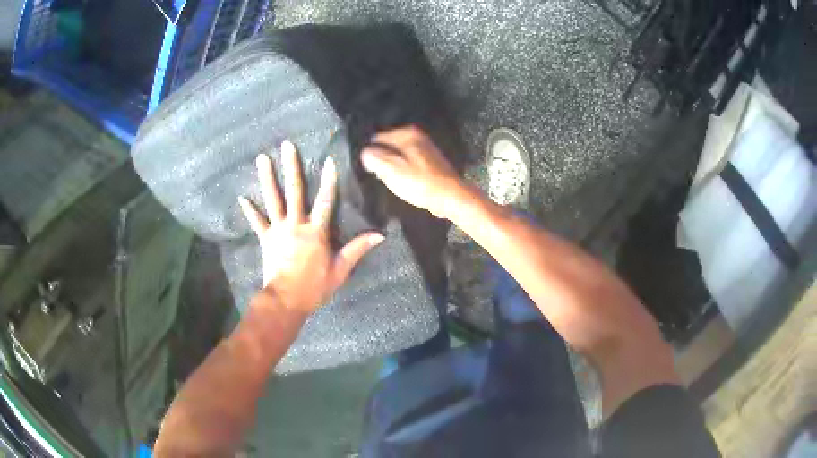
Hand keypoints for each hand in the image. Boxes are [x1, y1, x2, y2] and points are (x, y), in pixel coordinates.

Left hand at [239, 140, 383, 314]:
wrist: (286, 300)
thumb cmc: (314, 287)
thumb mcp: (340, 270)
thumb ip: (357, 249)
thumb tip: (379, 235)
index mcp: (316, 231)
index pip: (325, 201)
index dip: (329, 180)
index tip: (329, 160)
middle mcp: (296, 224)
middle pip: (294, 191)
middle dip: (291, 167)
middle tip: (286, 145)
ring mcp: (278, 230)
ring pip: (273, 200)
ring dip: (267, 178)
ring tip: (262, 158)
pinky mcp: (265, 239)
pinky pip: (257, 222)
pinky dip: (250, 210)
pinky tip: (242, 197)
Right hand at [361, 126, 463, 218]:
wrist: (449, 196)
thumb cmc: (419, 182)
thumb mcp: (391, 170)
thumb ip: (374, 158)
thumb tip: (365, 153)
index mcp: (407, 133)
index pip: (377, 138)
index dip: (370, 153)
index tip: (369, 169)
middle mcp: (417, 135)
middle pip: (388, 146)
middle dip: (382, 160)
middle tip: (380, 176)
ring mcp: (425, 148)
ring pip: (398, 155)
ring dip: (393, 167)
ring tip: (391, 181)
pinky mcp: (430, 162)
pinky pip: (409, 163)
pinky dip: (404, 171)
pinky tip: (404, 183)